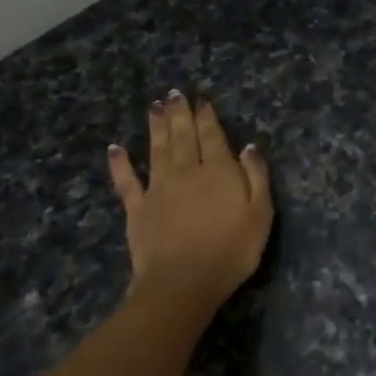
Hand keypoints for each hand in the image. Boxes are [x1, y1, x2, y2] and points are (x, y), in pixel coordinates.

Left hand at [107, 90, 273, 311]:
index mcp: (219, 171)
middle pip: (183, 136)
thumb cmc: (231, 251)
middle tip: (174, 93)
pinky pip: (127, 181)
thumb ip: (256, 177)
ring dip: (156, 126)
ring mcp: (158, 188)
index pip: (213, 136)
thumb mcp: (260, 215)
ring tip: (154, 106)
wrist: (183, 282)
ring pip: (157, 149)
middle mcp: (187, 171)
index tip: (202, 100)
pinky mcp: (137, 208)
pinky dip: (120, 163)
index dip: (207, 117)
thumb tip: (249, 147)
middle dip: (180, 114)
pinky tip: (115, 148)